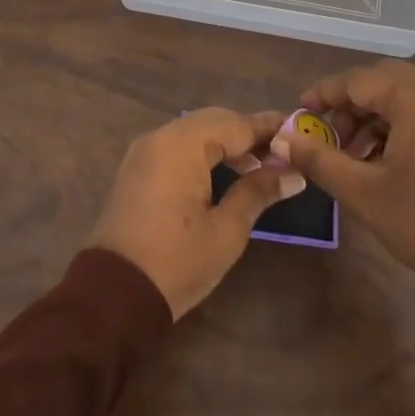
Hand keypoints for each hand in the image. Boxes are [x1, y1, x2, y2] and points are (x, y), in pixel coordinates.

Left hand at [89, 108, 307, 318]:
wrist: (114, 295)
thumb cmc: (177, 262)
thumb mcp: (227, 230)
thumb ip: (258, 192)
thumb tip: (292, 173)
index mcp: (182, 144)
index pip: (236, 124)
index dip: (269, 129)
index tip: (300, 131)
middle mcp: (160, 136)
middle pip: (214, 121)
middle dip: (248, 132)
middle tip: (283, 151)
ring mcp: (144, 150)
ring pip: (195, 130)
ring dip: (226, 142)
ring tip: (261, 164)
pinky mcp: (137, 168)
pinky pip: (177, 145)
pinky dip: (203, 151)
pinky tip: (226, 172)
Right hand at [273, 62, 414, 296]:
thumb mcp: (363, 193)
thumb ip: (318, 159)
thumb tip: (281, 138)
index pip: (359, 80)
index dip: (325, 93)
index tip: (301, 112)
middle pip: (384, 81)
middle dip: (351, 103)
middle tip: (330, 136)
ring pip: (407, 95)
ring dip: (376, 115)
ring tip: (357, 155)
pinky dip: (402, 123)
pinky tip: (388, 159)